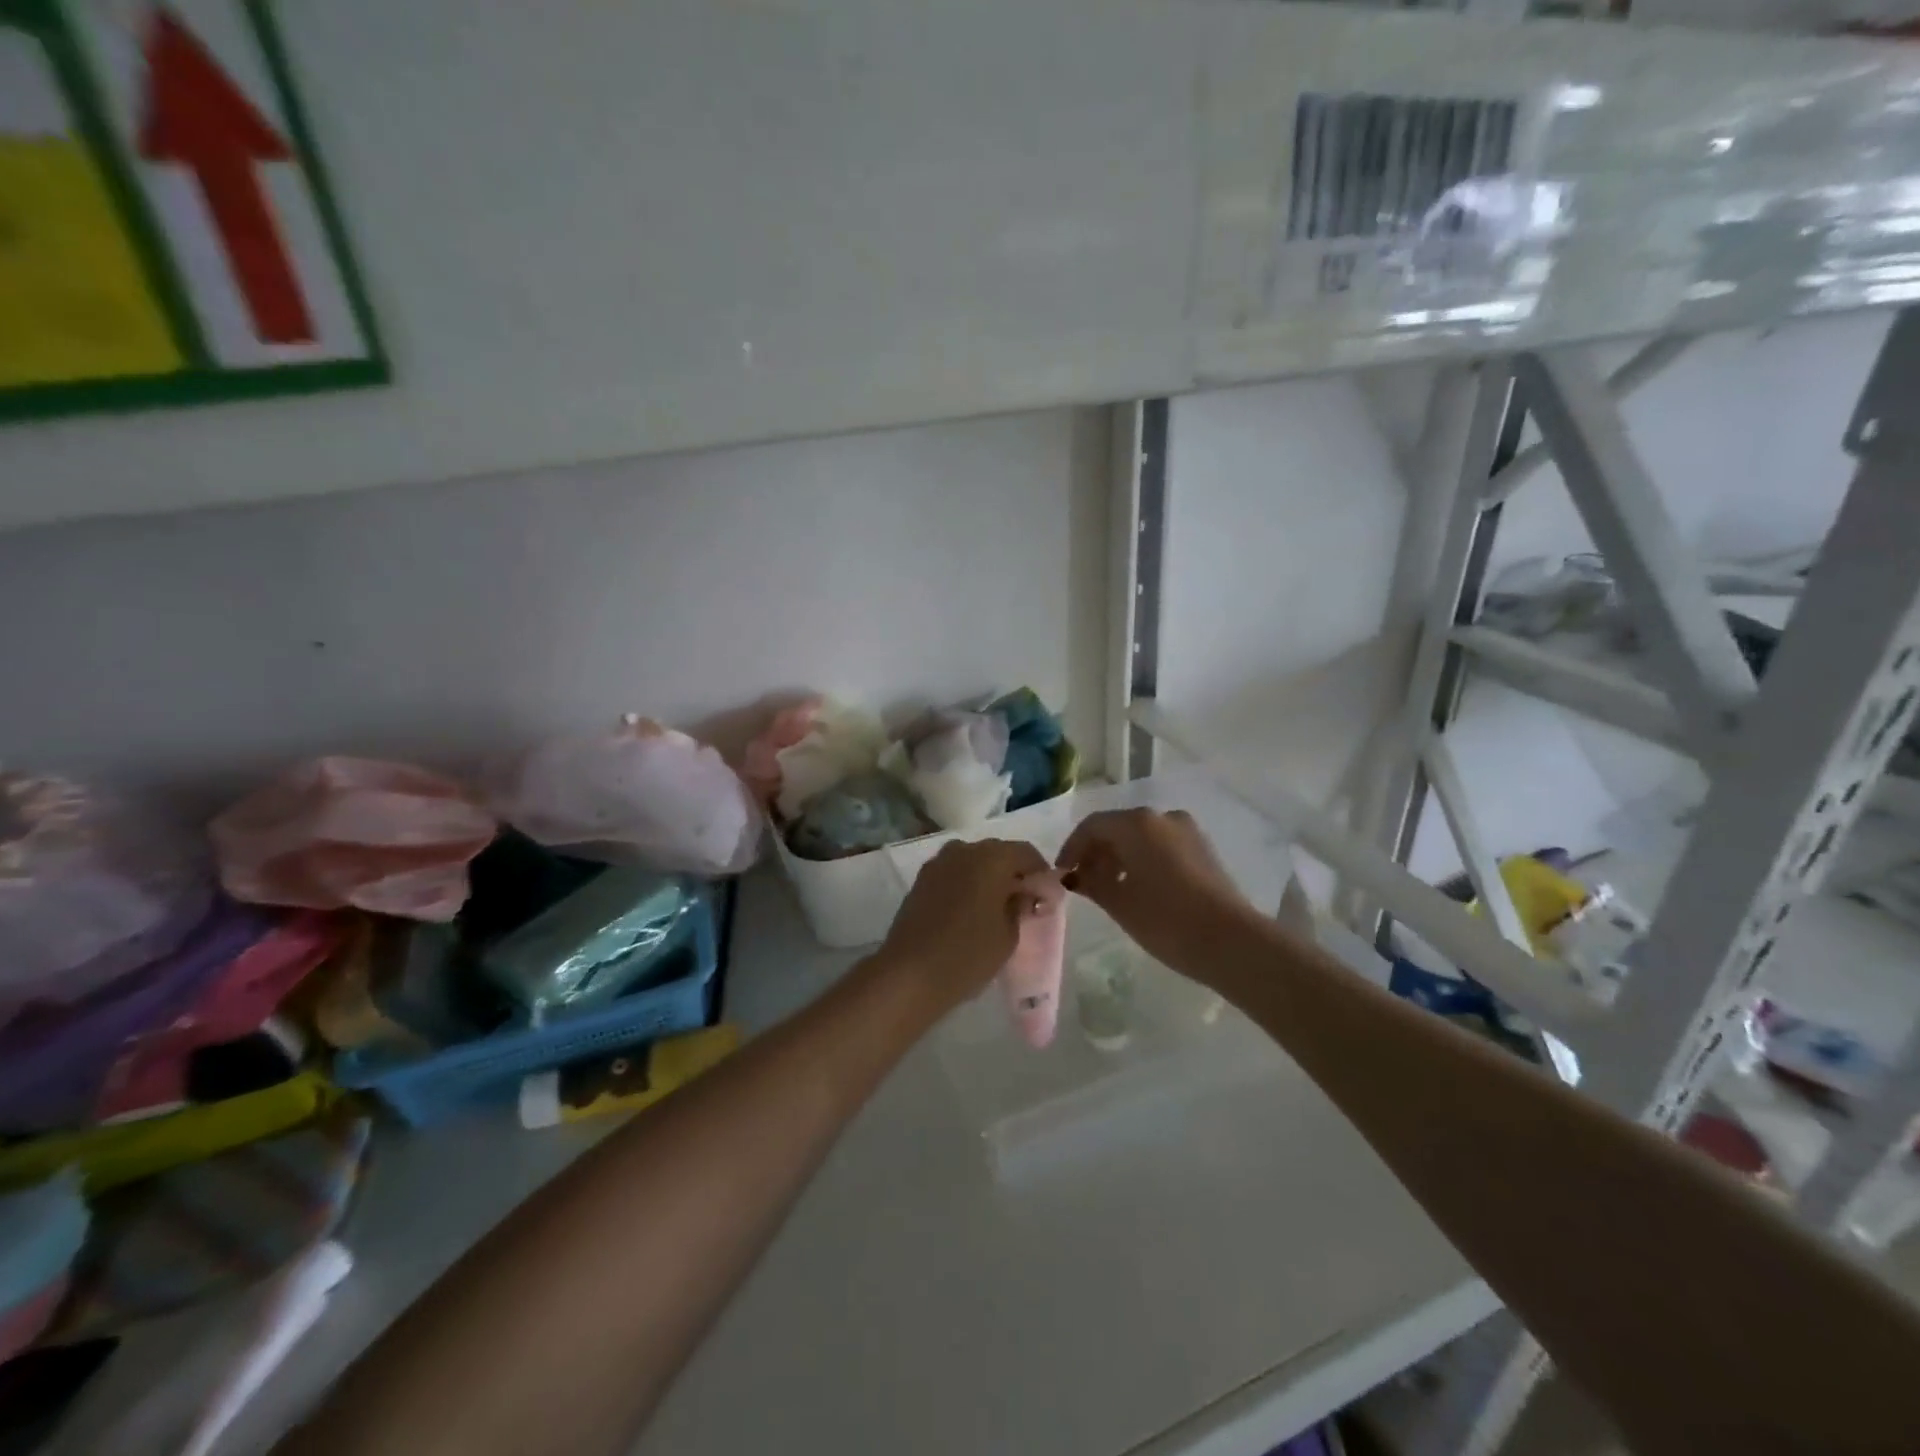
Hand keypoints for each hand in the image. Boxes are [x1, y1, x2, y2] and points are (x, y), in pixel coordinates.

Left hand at [875, 838, 1061, 1014]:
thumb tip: (1023, 894)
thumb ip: (1020, 906)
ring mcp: (938, 863)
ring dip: (987, 876)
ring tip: (995, 906)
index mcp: (992, 857)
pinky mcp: (921, 879)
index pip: (1026, 853)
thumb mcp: (1009, 934)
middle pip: (998, 852)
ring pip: (973, 860)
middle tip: (1023, 901)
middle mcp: (964, 850)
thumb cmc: (969, 954)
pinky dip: (966, 883)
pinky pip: (953, 872)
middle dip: (1013, 872)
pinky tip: (970, 909)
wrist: (910, 973)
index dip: (1040, 872)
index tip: (1046, 895)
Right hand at [1055, 809, 1251, 977]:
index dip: (1072, 849)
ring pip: (1140, 837)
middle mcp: (1162, 817)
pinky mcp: (1203, 849)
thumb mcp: (1119, 903)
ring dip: (1119, 857)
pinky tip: (1137, 888)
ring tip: (1108, 889)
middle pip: (1117, 828)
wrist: (1230, 942)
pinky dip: (1142, 860)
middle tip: (1082, 883)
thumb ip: (1091, 883)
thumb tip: (1076, 876)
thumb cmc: (1165, 919)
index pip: (1092, 826)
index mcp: (1137, 823)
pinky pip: (1161, 846)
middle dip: (1096, 853)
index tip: (1062, 874)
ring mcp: (1187, 831)